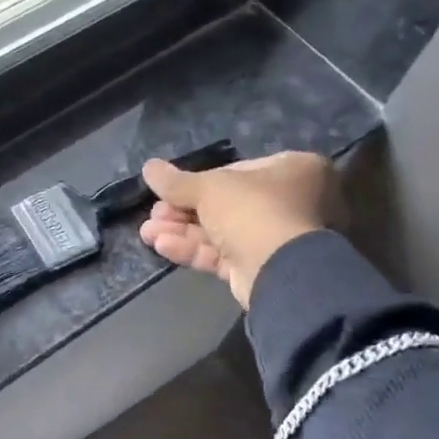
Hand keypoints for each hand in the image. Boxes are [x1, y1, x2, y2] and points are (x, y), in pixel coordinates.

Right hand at [137, 151, 340, 308]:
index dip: (199, 182)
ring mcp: (275, 239)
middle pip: (225, 204)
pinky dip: (193, 249)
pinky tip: (162, 246)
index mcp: (292, 170)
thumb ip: (176, 181)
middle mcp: (289, 202)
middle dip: (182, 211)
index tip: (170, 189)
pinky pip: (222, 254)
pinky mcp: (259, 268)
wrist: (279, 271)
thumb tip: (148, 167)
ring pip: (220, 232)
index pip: (236, 172)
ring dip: (181, 231)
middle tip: (154, 213)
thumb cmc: (252, 210)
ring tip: (146, 232)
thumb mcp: (209, 188)